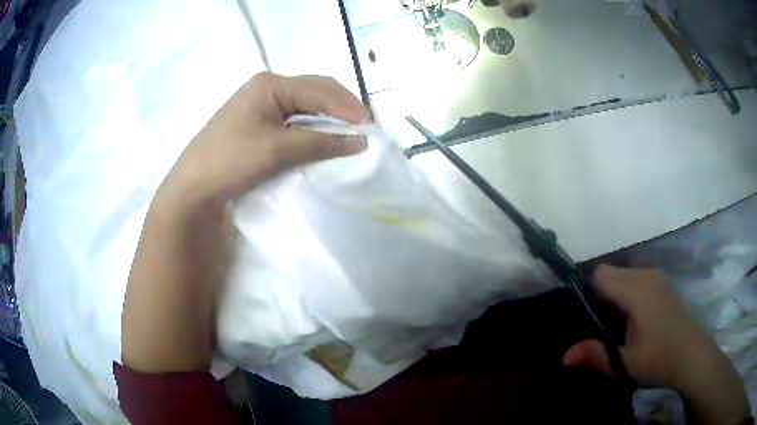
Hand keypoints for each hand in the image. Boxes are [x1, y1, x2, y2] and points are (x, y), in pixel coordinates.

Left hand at [167, 72, 368, 203]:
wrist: (193, 186)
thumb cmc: (230, 161)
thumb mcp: (276, 150)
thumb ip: (319, 142)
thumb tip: (360, 141)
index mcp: (270, 84)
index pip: (319, 90)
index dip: (347, 107)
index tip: (371, 127)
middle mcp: (267, 86)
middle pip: (315, 90)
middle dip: (342, 107)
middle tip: (365, 127)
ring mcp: (261, 102)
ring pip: (306, 103)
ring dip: (329, 116)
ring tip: (350, 131)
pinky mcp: (258, 119)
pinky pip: (294, 116)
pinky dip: (313, 125)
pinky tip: (323, 135)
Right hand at [563, 265, 749, 424]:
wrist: (693, 357)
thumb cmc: (659, 360)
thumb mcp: (624, 365)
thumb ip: (594, 356)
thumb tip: (563, 356)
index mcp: (637, 290)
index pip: (601, 273)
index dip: (588, 292)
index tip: (588, 319)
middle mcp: (647, 275)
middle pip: (612, 273)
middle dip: (601, 297)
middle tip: (602, 330)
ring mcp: (658, 279)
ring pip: (625, 277)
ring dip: (615, 298)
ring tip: (618, 329)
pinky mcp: (664, 286)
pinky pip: (638, 282)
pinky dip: (629, 297)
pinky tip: (635, 323)